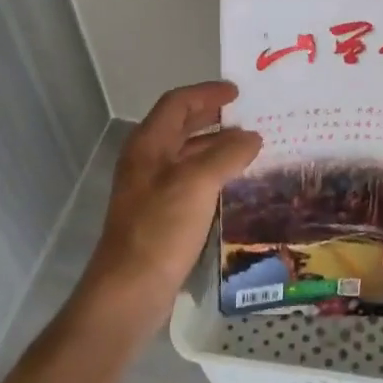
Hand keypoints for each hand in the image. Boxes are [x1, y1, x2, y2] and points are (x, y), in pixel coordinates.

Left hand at [80, 81, 261, 331]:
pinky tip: (236, 184)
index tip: (239, 92)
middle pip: (181, 126)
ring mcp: (152, 189)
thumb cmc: (161, 228)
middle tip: (249, 116)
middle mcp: (147, 160)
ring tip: (251, 148)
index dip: (208, 93)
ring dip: (217, 147)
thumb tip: (252, 137)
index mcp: (149, 144)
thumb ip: (227, 154)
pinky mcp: (161, 215)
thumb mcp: (198, 183)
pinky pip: (191, 181)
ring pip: (188, 155)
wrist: (130, 290)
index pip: (178, 103)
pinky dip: (214, 174)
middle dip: (214, 117)